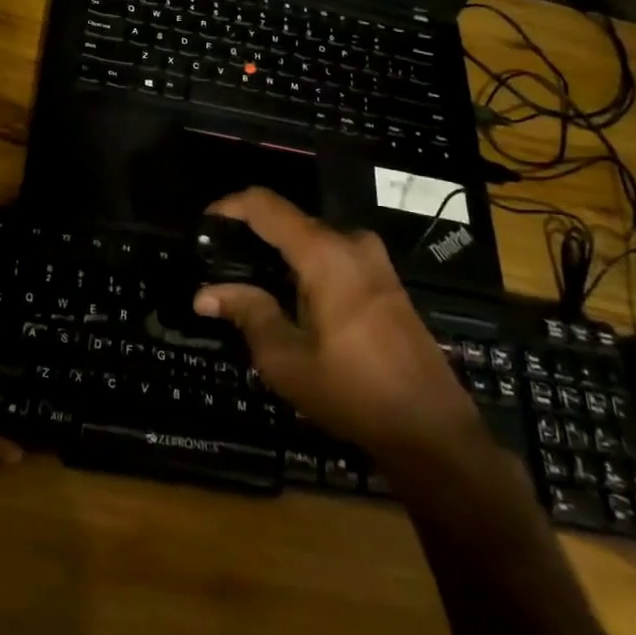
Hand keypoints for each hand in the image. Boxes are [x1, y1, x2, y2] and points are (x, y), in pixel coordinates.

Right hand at [193, 187, 481, 460]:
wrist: (431, 428)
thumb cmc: (353, 392)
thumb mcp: (287, 359)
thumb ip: (247, 313)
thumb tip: (204, 294)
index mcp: (324, 254)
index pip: (266, 205)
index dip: (229, 206)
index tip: (204, 225)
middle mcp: (351, 243)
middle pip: (289, 220)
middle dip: (251, 235)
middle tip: (220, 263)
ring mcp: (374, 260)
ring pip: (312, 238)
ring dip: (279, 252)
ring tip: (248, 282)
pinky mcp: (385, 280)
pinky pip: (333, 255)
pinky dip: (304, 265)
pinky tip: (289, 297)